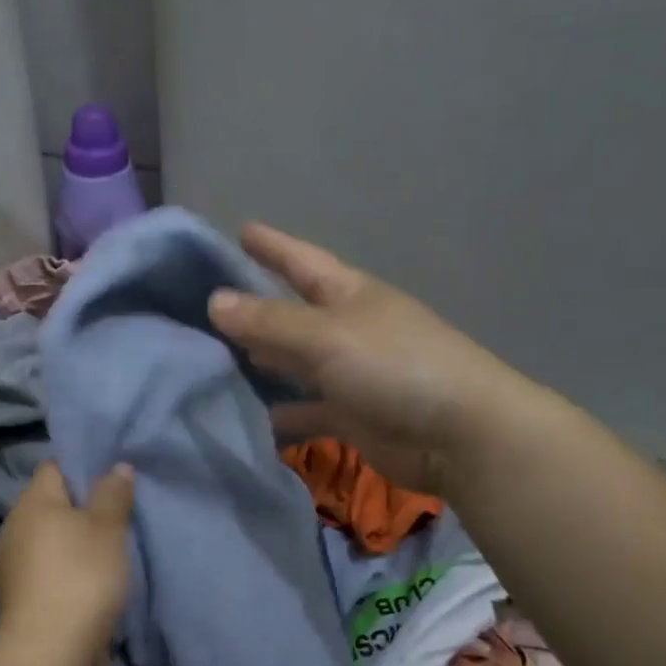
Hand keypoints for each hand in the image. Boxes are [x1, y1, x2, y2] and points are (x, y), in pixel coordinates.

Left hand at [0, 461, 134, 665]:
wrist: (49, 651)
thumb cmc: (81, 575)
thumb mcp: (108, 528)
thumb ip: (113, 494)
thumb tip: (117, 466)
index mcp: (32, 501)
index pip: (54, 468)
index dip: (81, 468)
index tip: (110, 482)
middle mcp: (15, 527)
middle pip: (51, 504)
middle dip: (80, 508)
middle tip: (116, 516)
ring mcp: (13, 564)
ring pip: (49, 539)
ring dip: (73, 543)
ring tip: (108, 551)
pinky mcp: (20, 596)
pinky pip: (47, 568)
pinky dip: (66, 570)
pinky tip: (90, 582)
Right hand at [208, 223, 531, 496]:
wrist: (459, 435)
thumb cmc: (394, 366)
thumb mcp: (326, 336)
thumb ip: (268, 321)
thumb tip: (214, 301)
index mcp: (348, 294)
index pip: (301, 261)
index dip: (272, 246)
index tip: (241, 231)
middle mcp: (347, 329)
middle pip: (291, 313)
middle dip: (255, 308)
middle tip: (206, 305)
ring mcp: (350, 374)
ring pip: (294, 363)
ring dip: (262, 362)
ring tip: (214, 360)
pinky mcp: (351, 416)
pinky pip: (306, 410)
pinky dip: (281, 412)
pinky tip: (249, 415)